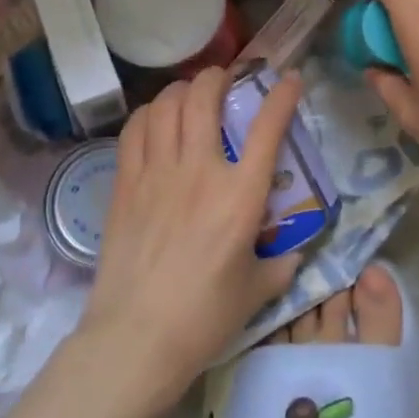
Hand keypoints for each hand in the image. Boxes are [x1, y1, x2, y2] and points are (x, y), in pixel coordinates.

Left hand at [78, 67, 303, 410]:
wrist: (136, 340)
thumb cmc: (205, 318)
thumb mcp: (257, 292)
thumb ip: (281, 265)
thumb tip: (293, 252)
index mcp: (241, 196)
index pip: (267, 128)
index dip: (282, 95)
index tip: (289, 78)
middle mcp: (200, 172)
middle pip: (205, 99)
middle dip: (218, 77)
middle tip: (225, 78)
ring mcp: (157, 175)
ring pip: (166, 107)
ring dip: (182, 90)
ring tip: (190, 93)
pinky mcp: (125, 185)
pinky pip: (135, 131)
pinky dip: (148, 114)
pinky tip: (155, 119)